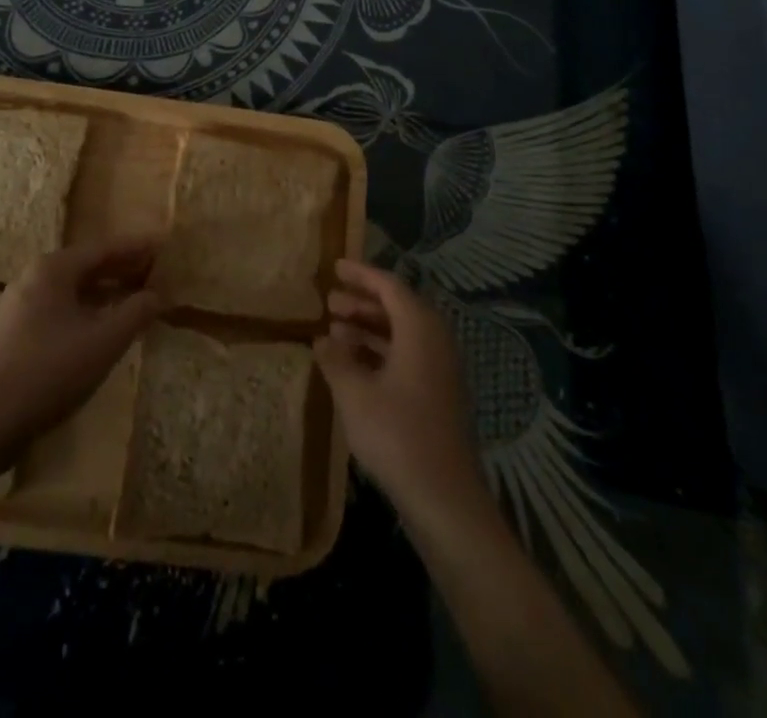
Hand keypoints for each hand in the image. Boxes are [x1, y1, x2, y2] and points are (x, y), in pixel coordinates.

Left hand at [0, 239, 163, 456]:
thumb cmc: (51, 372)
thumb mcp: (105, 341)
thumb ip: (136, 312)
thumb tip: (159, 295)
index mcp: (53, 268)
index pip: (104, 248)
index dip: (137, 248)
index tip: (163, 246)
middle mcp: (33, 277)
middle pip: (87, 265)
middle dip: (122, 269)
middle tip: (155, 273)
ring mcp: (19, 305)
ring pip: (72, 289)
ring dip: (105, 292)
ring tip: (135, 300)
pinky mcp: (13, 332)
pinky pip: (59, 308)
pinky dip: (86, 310)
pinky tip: (102, 327)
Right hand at [316, 259, 486, 522]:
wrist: (444, 498)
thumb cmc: (397, 435)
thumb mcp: (354, 394)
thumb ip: (336, 360)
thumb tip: (322, 340)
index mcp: (420, 329)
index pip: (389, 286)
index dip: (361, 275)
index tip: (335, 267)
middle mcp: (435, 341)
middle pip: (397, 308)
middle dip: (362, 303)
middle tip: (329, 302)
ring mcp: (440, 370)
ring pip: (401, 334)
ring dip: (368, 329)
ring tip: (334, 332)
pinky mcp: (438, 395)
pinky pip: (406, 356)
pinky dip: (380, 352)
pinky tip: (353, 367)